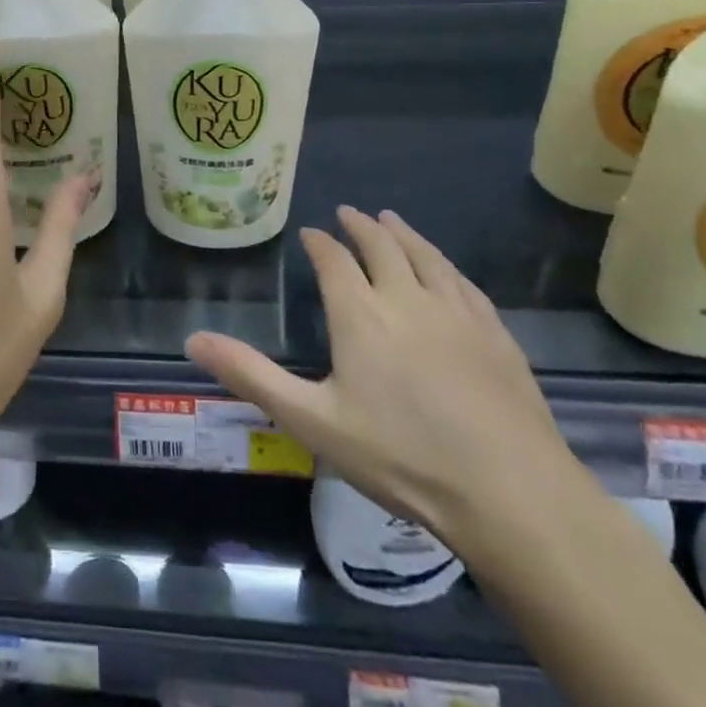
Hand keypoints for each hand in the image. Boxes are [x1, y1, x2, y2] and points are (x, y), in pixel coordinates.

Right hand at [186, 208, 574, 549]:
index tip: (311, 233)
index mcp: (361, 315)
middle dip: (361, 227)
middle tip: (349, 213)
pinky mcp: (496, 334)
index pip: (334, 260)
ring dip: (404, 234)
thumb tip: (193, 339)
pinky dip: (444, 264)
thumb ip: (251, 376)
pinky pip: (463, 282)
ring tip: (391, 220)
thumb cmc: (402, 457)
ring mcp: (458, 313)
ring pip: (426, 256)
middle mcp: (407, 298)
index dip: (319, 242)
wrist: (512, 493)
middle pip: (382, 246)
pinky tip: (445, 269)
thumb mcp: (312, 420)